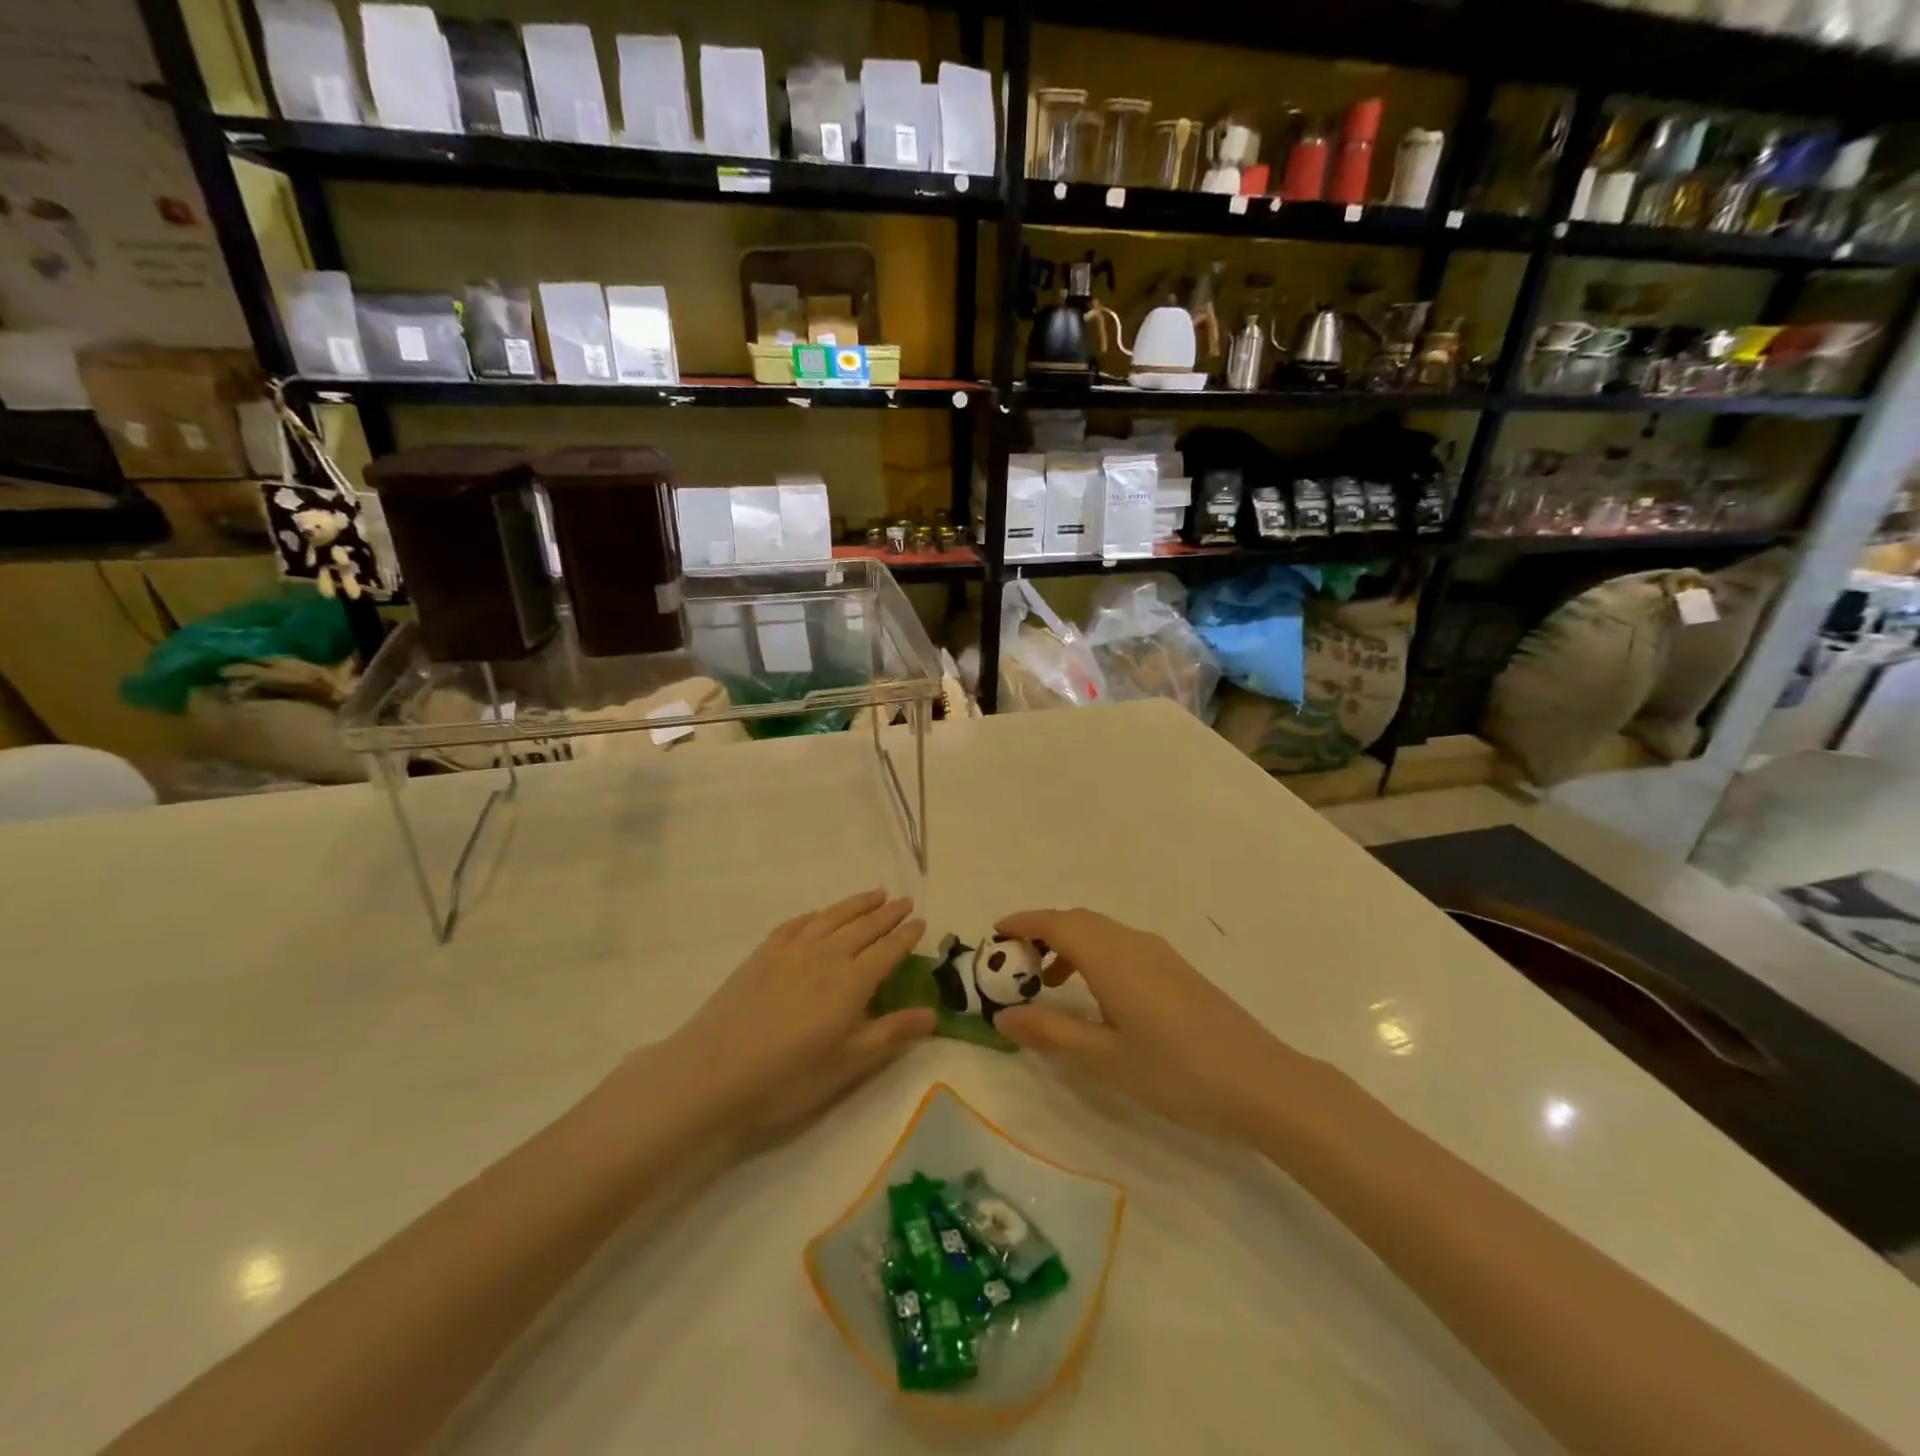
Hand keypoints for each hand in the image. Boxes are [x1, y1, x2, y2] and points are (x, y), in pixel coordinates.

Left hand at [659, 890, 933, 1137]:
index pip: (887, 950)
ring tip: (875, 894)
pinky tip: (819, 914)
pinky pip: (796, 924)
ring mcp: (791, 951)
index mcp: (851, 983)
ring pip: (832, 917)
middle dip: (888, 913)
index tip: (921, 922)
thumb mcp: (847, 1064)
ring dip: (856, 904)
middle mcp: (826, 956)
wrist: (713, 1071)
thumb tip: (933, 1013)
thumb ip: (890, 1034)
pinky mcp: (762, 954)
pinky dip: (815, 915)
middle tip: (905, 901)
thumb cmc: (787, 1076)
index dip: (906, 936)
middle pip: (864, 927)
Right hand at [993, 909, 1301, 1141]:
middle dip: (1042, 932)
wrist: (1262, 1083)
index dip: (1023, 923)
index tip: (994, 934)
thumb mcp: (1105, 1059)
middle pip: (1078, 921)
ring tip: (1049, 984)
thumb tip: (1002, 1016)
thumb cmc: (1177, 1072)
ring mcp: (1160, 954)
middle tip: (1014, 963)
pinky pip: (1122, 945)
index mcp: (1111, 957)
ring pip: (1102, 932)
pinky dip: (1095, 955)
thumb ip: (1051, 1033)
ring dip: (1070, 945)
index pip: (1057, 923)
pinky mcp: (1177, 970)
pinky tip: (1097, 996)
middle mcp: (1134, 942)